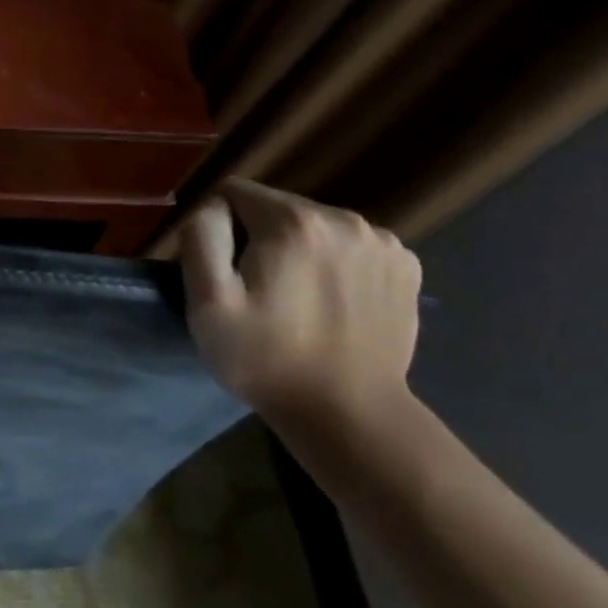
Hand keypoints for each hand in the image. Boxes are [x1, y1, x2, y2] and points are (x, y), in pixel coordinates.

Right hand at [178, 178, 421, 437]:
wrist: (349, 415)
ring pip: (312, 224)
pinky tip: (330, 299)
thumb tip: (213, 207)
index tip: (225, 271)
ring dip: (296, 247)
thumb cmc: (265, 357)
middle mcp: (345, 219)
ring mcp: (384, 243)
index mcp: (294, 221)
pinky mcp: (406, 267)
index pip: (233, 192)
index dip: (218, 227)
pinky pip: (348, 244)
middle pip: (275, 206)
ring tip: (294, 296)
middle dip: (257, 235)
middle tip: (257, 288)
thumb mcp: (207, 299)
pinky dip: (332, 261)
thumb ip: (201, 234)